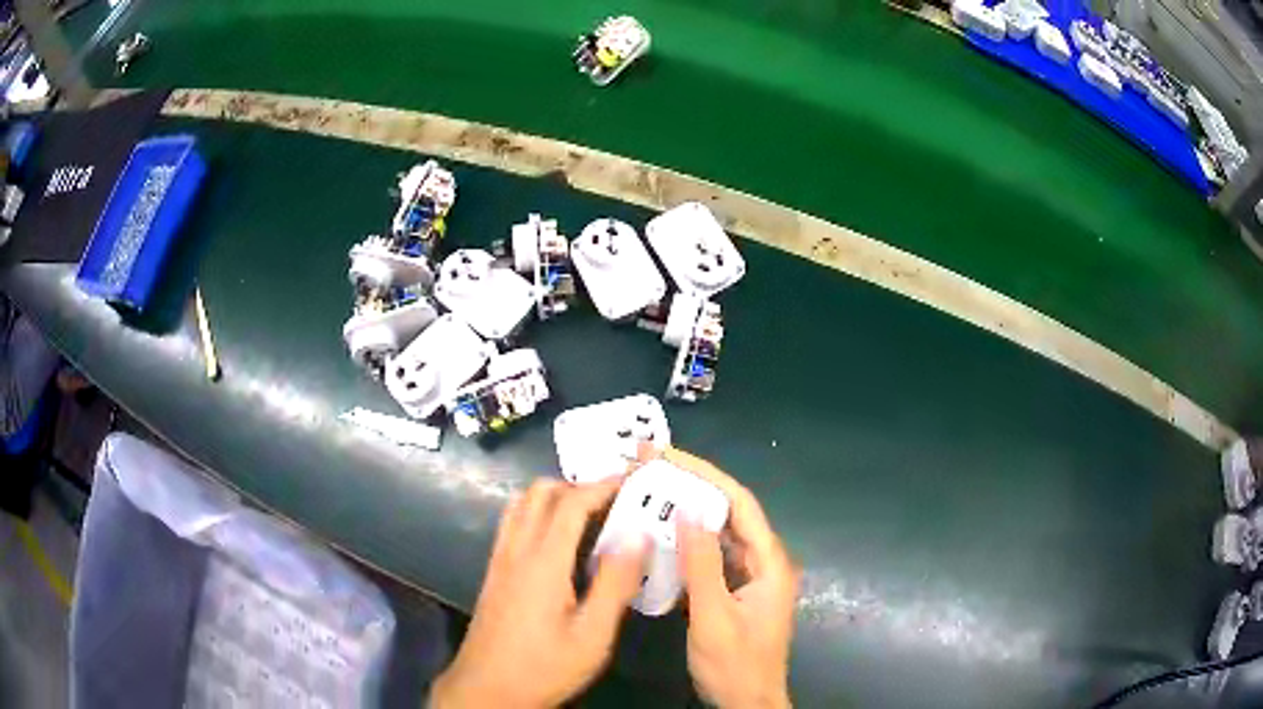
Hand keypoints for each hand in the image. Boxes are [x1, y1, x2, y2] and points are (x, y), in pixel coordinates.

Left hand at [430, 478, 646, 708]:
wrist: (485, 690)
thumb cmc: (544, 666)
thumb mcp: (592, 635)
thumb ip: (615, 584)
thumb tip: (637, 537)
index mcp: (542, 562)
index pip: (571, 503)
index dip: (602, 485)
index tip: (632, 480)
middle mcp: (516, 551)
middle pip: (539, 493)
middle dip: (577, 486)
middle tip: (612, 501)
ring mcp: (499, 561)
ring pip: (520, 506)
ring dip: (554, 498)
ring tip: (590, 517)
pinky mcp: (493, 575)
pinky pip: (513, 526)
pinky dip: (538, 515)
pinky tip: (561, 546)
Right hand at [667, 447, 798, 708]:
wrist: (747, 702)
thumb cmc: (735, 665)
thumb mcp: (714, 617)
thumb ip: (702, 566)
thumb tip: (687, 513)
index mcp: (769, 562)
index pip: (740, 503)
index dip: (706, 474)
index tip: (669, 455)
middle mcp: (764, 561)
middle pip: (730, 512)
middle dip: (692, 485)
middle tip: (650, 465)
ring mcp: (750, 576)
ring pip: (718, 532)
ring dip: (686, 512)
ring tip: (649, 491)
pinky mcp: (735, 590)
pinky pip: (710, 556)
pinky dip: (686, 543)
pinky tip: (659, 536)